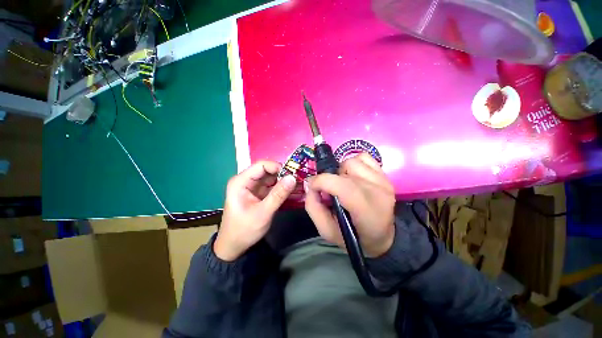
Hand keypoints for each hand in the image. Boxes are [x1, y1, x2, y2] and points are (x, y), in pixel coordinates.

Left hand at [214, 161, 296, 260]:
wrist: (234, 246)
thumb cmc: (244, 230)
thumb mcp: (263, 213)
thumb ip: (278, 195)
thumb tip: (293, 177)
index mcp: (241, 181)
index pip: (261, 165)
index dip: (278, 167)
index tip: (292, 175)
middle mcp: (246, 181)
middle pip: (267, 171)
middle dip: (283, 174)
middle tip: (298, 180)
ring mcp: (253, 187)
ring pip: (271, 178)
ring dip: (284, 181)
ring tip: (298, 185)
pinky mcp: (258, 193)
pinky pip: (272, 186)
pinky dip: (281, 188)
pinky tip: (292, 191)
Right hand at [305, 153, 395, 256]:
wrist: (383, 236)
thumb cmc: (354, 237)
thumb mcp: (327, 231)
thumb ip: (313, 207)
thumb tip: (310, 185)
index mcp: (366, 210)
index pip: (343, 186)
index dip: (322, 181)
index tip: (312, 186)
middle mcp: (378, 191)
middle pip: (344, 171)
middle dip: (329, 178)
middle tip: (328, 191)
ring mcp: (383, 180)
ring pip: (352, 161)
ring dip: (341, 171)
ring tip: (341, 184)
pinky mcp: (384, 174)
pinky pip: (364, 157)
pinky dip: (353, 163)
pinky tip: (352, 176)